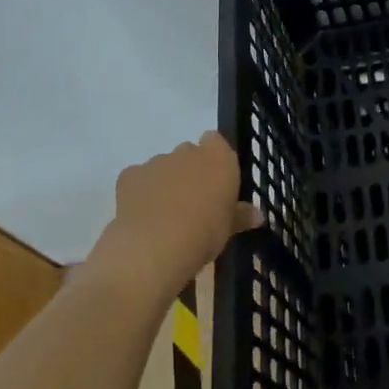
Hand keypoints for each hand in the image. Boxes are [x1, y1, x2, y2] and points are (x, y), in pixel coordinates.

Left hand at [89, 134, 261, 304]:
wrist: (154, 246)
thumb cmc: (204, 233)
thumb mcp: (229, 229)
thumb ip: (241, 215)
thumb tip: (258, 215)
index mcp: (218, 157)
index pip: (216, 142)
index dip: (215, 160)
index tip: (216, 183)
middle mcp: (187, 151)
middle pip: (189, 153)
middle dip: (190, 172)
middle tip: (193, 203)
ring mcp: (157, 161)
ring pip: (163, 166)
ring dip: (165, 183)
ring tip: (165, 216)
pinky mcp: (130, 175)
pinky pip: (138, 179)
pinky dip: (140, 192)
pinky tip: (142, 216)